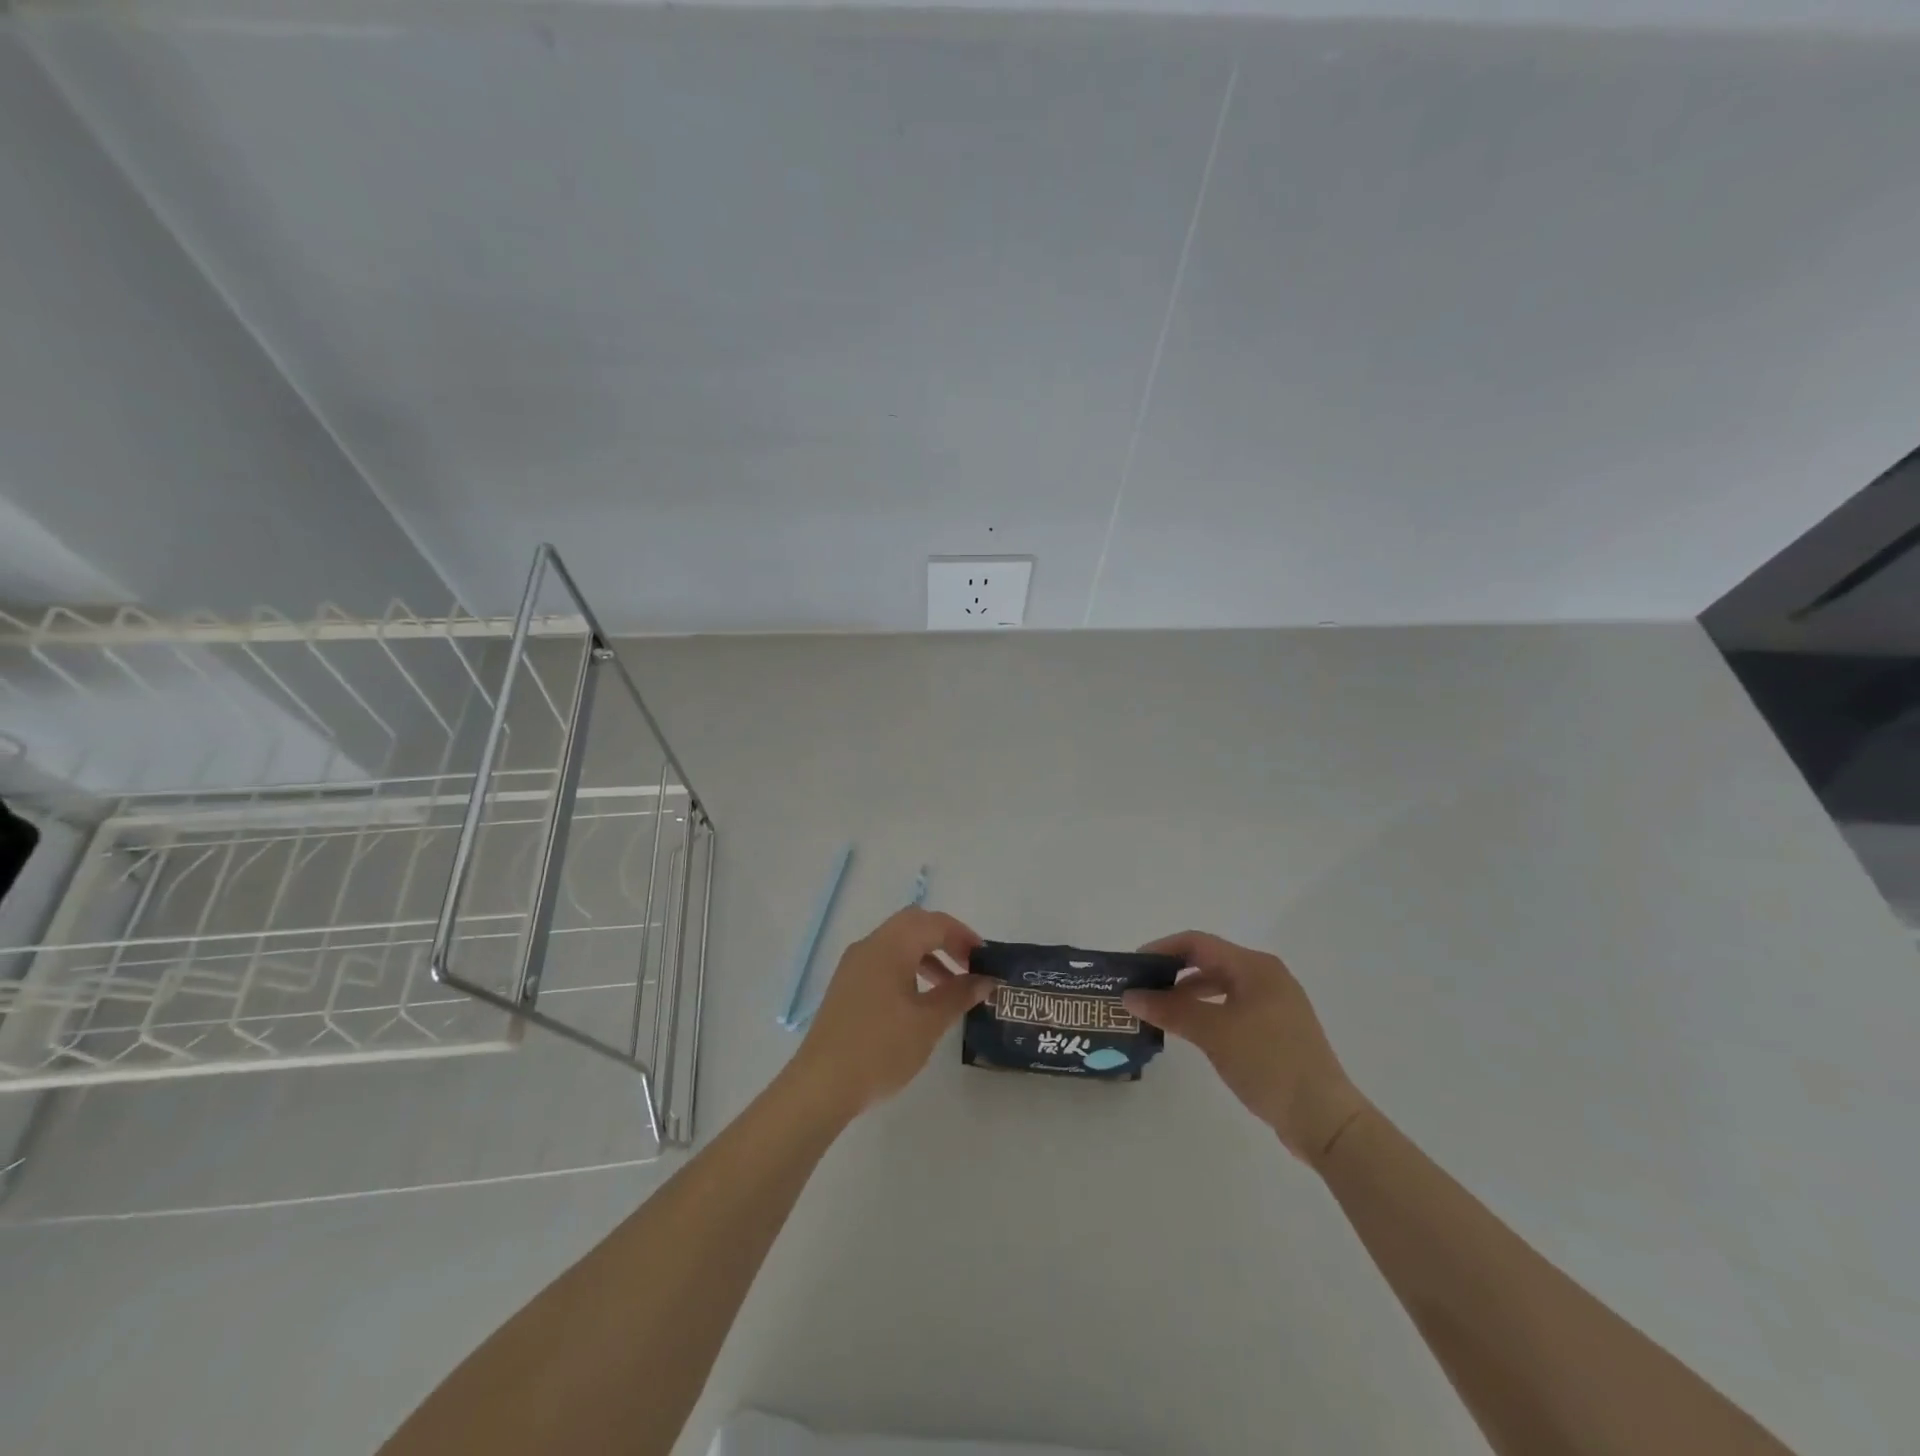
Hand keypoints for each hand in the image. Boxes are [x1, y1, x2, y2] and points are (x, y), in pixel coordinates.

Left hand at [788, 908, 992, 1118]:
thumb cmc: (881, 1048)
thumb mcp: (928, 1022)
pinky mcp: (847, 985)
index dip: (964, 936)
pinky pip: (884, 961)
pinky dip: (908, 968)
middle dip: (945, 938)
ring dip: (927, 954)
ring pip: (898, 942)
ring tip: (951, 986)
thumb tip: (986, 979)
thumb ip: (959, 995)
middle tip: (969, 964)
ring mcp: (854, 965)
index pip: (934, 923)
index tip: (986, 959)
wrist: (822, 1085)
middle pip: (914, 924)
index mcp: (890, 946)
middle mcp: (870, 945)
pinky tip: (920, 1000)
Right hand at [1124, 932, 1370, 1167]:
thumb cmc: (1269, 1063)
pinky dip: (1206, 1011)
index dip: (1161, 950)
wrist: (1325, 1119)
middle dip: (1171, 972)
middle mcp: (1266, 977)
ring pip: (1219, 986)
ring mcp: (1274, 1004)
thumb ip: (1170, 1009)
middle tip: (1139, 988)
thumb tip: (1129, 996)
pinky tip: (1188, 1029)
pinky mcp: (1276, 1030)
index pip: (1197, 943)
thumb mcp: (1214, 1033)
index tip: (1131, 967)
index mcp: (1255, 966)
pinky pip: (1231, 1007)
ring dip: (1186, 994)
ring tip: (1157, 1009)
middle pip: (1208, 961)